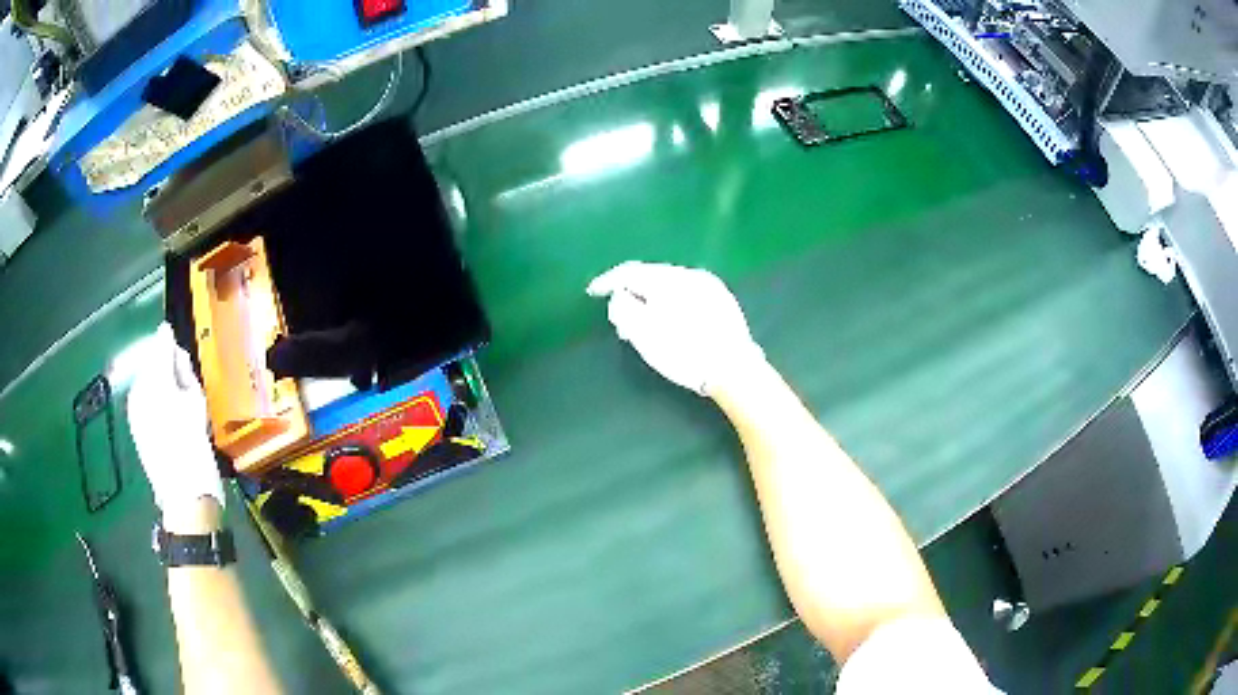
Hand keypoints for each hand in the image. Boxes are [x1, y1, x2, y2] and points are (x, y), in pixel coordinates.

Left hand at [127, 323, 225, 519]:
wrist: (183, 495)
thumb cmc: (193, 446)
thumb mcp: (195, 400)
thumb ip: (181, 367)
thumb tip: (170, 343)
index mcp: (151, 379)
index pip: (161, 345)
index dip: (175, 352)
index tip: (187, 367)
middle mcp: (137, 389)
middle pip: (153, 364)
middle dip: (168, 370)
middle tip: (186, 389)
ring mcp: (134, 410)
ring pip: (149, 383)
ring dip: (164, 388)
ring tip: (181, 408)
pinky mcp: (137, 428)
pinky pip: (147, 402)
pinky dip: (159, 404)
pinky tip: (172, 423)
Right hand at [587, 261, 764, 395]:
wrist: (733, 369)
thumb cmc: (684, 353)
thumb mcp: (642, 334)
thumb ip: (623, 308)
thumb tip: (621, 295)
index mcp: (668, 279)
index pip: (629, 271)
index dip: (608, 281)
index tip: (593, 293)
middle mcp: (689, 274)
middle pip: (651, 277)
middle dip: (632, 294)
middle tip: (621, 320)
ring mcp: (710, 286)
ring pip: (670, 285)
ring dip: (653, 300)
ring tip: (646, 326)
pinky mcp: (723, 300)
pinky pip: (688, 293)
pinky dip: (672, 303)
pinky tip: (673, 323)